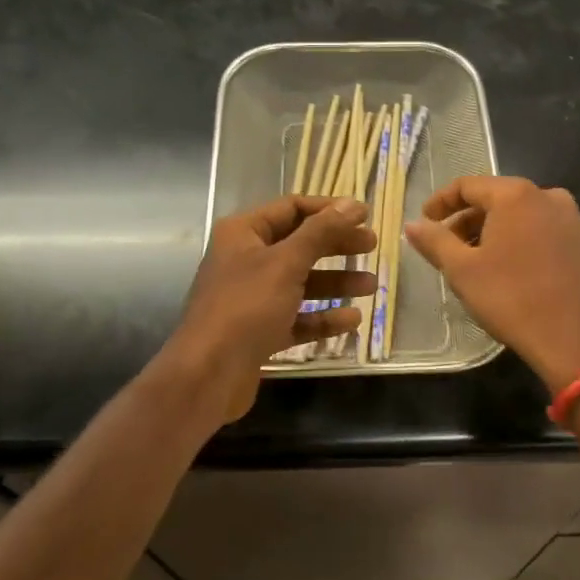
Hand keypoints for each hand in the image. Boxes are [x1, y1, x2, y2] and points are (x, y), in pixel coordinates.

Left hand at [166, 195, 377, 423]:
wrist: (208, 375)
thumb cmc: (245, 307)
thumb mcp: (286, 263)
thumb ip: (321, 233)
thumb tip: (352, 204)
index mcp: (243, 233)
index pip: (291, 208)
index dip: (328, 210)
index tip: (365, 216)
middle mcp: (246, 260)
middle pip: (299, 244)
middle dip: (336, 245)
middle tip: (372, 246)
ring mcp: (252, 298)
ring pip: (301, 282)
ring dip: (335, 282)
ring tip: (371, 286)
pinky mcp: (259, 331)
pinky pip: (297, 317)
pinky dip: (322, 317)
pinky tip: (351, 320)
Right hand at [406, 176, 579, 394]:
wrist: (578, 342)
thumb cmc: (513, 299)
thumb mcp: (463, 271)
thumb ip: (434, 241)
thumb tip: (412, 225)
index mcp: (517, 195)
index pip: (468, 185)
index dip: (441, 202)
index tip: (424, 223)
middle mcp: (549, 197)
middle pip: (497, 199)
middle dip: (467, 220)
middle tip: (447, 248)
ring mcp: (574, 221)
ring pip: (522, 217)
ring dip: (494, 233)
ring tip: (476, 262)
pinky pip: (544, 233)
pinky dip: (521, 243)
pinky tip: (510, 272)